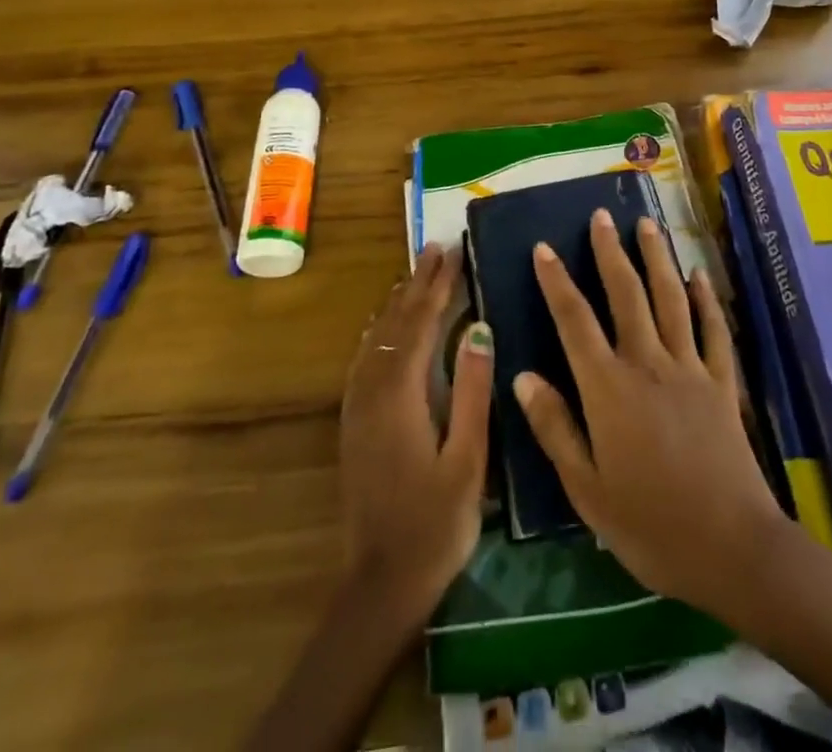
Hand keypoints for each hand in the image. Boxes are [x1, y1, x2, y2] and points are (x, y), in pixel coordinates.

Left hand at [339, 243, 492, 617]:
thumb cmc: (436, 523)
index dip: (438, 286)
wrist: (381, 583)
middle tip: (436, 248)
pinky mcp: (354, 423)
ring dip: (398, 302)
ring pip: (376, 338)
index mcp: (400, 395)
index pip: (420, 324)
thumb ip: (470, 390)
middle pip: (394, 324)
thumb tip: (477, 327)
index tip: (453, 252)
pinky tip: (384, 326)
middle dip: (417, 284)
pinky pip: (366, 358)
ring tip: (416, 273)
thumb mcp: (467, 458)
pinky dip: (380, 331)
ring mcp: (357, 407)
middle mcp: (371, 391)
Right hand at [516, 209, 790, 618]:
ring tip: (647, 224)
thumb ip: (555, 428)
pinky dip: (705, 299)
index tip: (544, 247)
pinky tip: (699, 274)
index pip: (575, 321)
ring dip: (656, 259)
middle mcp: (648, 364)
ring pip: (670, 299)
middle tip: (601, 215)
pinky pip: (712, 330)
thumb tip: (523, 376)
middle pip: (626, 294)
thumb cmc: (651, 526)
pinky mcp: (722, 383)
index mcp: (609, 389)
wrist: (732, 548)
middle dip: (610, 252)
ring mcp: (690, 369)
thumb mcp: (588, 490)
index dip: (557, 281)